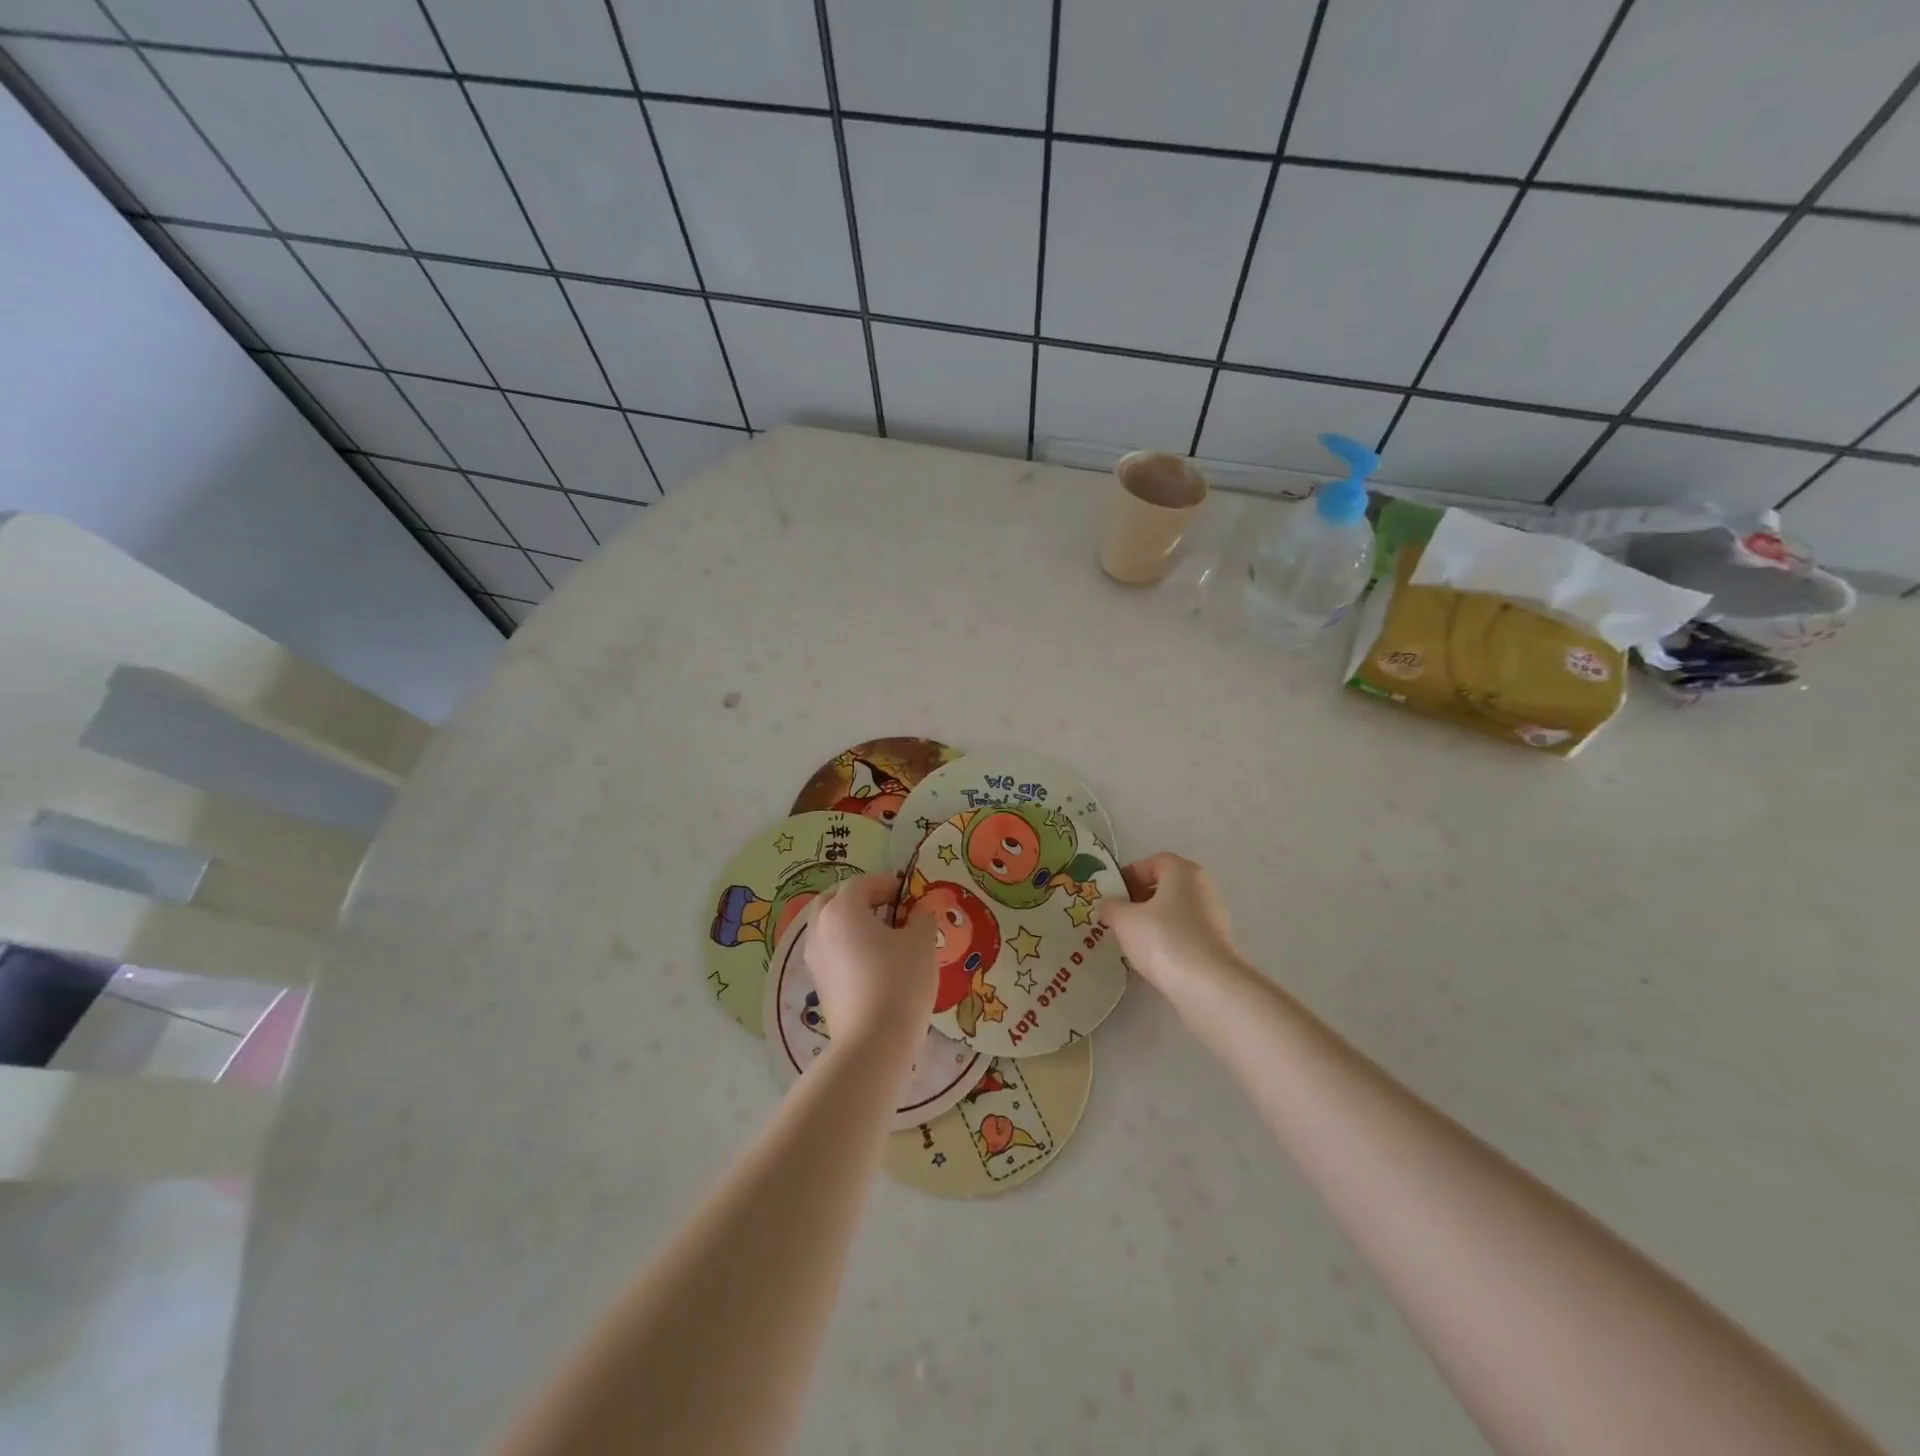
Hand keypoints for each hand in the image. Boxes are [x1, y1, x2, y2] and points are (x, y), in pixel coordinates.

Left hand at [805, 874, 937, 1051]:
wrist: (873, 1042)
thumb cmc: (900, 981)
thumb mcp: (921, 943)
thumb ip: (922, 917)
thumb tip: (920, 910)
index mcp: (842, 910)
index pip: (861, 883)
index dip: (885, 883)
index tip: (907, 894)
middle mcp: (820, 929)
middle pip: (834, 900)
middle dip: (859, 899)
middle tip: (887, 908)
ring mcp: (815, 958)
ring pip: (828, 927)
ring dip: (850, 923)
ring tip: (880, 936)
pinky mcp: (818, 984)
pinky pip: (829, 952)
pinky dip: (846, 947)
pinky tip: (871, 962)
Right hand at [1096, 854, 1249, 1005]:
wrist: (1208, 986)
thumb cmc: (1163, 939)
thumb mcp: (1124, 920)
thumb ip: (1112, 907)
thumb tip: (1108, 906)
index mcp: (1184, 872)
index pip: (1154, 862)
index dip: (1130, 875)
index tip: (1112, 895)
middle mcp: (1203, 889)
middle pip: (1166, 887)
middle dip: (1140, 900)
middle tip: (1118, 918)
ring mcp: (1214, 919)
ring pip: (1175, 913)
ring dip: (1153, 923)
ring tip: (1131, 941)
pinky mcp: (1217, 947)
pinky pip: (1185, 936)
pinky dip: (1168, 942)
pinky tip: (1152, 959)